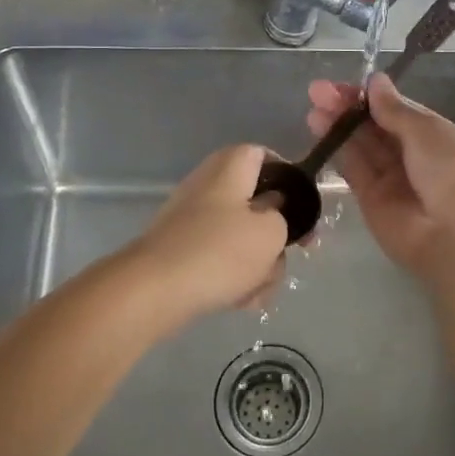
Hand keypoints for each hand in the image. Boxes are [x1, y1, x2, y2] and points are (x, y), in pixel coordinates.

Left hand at [124, 144, 290, 328]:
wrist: (152, 291)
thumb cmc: (219, 252)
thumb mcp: (271, 233)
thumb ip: (284, 218)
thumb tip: (272, 213)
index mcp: (230, 168)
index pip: (263, 154)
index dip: (287, 176)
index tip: (302, 205)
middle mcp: (208, 186)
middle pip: (255, 203)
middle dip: (275, 235)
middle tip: (288, 257)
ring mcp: (191, 219)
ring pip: (240, 237)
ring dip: (257, 264)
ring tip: (259, 290)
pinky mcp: (181, 250)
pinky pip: (219, 258)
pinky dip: (233, 277)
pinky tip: (240, 301)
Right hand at [306, 73, 454, 275]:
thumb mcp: (429, 132)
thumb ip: (396, 110)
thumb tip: (376, 82)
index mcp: (439, 138)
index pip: (400, 112)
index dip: (373, 97)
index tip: (346, 84)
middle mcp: (416, 158)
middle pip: (377, 128)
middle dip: (350, 108)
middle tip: (318, 90)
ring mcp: (393, 181)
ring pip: (362, 147)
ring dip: (339, 125)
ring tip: (314, 106)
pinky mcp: (372, 202)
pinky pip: (354, 170)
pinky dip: (338, 149)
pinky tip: (320, 127)